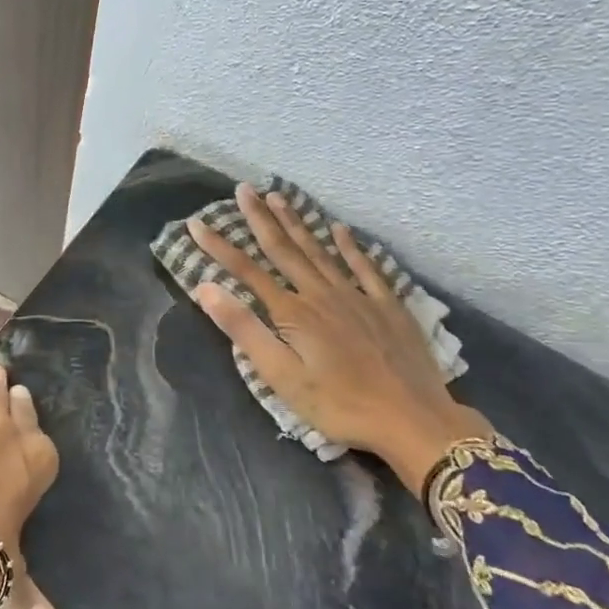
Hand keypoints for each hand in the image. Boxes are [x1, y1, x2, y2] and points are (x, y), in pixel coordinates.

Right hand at [188, 184, 488, 493]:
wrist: (413, 419)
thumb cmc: (339, 405)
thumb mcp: (281, 376)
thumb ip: (244, 330)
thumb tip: (206, 288)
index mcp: (293, 312)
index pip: (246, 271)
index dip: (219, 246)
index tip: (196, 223)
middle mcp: (321, 294)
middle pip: (284, 249)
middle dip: (260, 218)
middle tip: (244, 188)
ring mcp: (358, 296)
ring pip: (320, 250)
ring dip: (297, 222)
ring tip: (279, 196)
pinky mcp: (388, 306)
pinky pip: (366, 267)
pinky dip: (351, 246)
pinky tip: (340, 229)